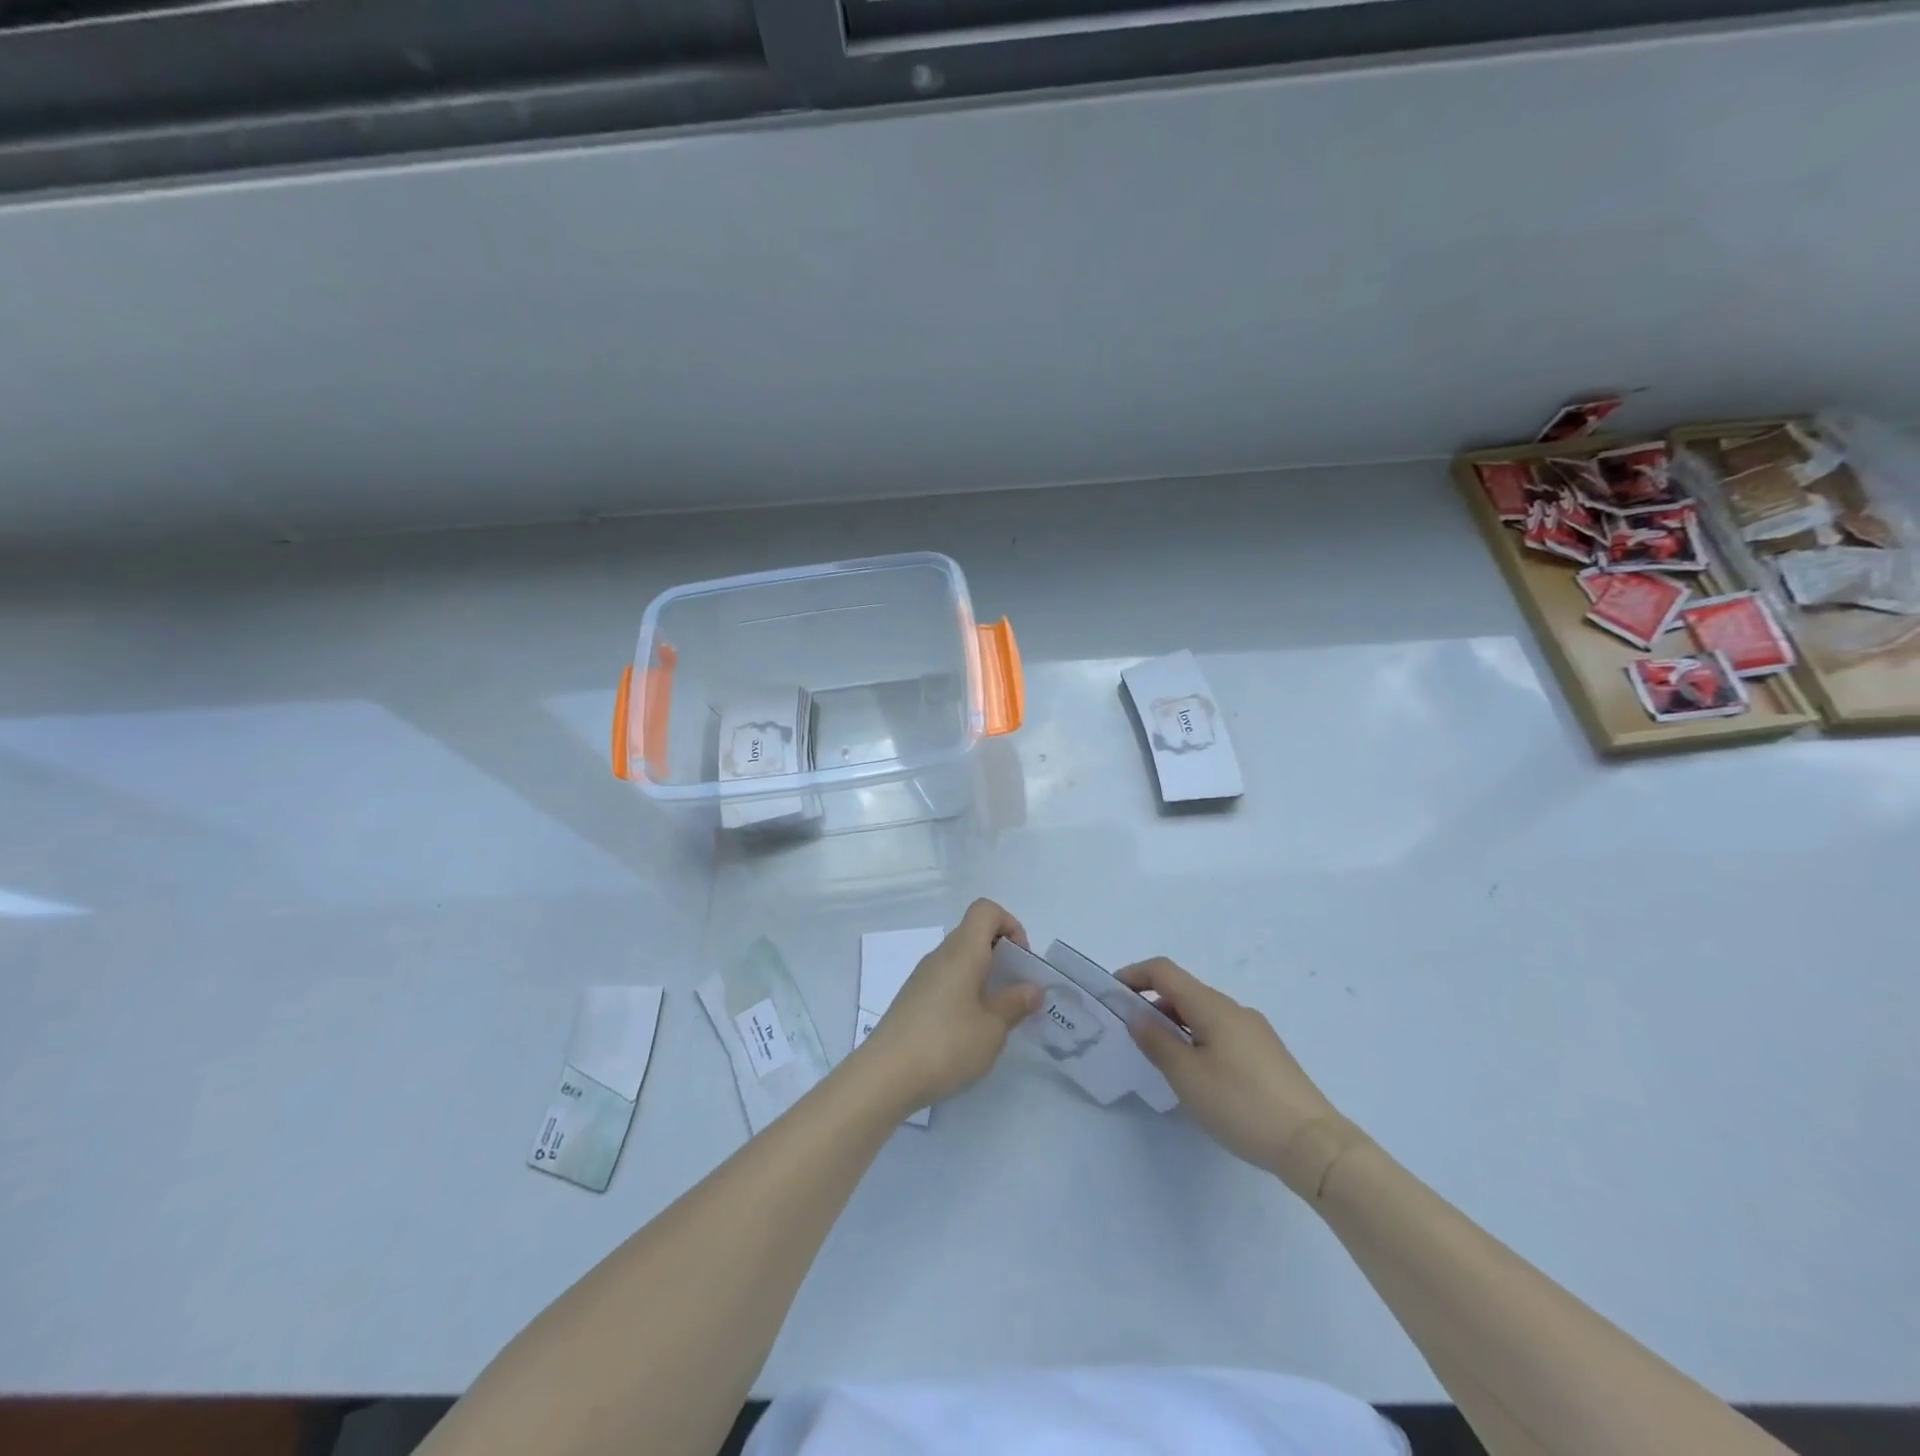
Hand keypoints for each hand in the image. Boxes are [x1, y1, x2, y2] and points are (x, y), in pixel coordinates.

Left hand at [857, 899, 1043, 1111]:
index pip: (985, 910)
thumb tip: (1032, 988)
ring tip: (996, 1017)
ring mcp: (922, 977)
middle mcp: (940, 956)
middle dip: (1002, 956)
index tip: (1021, 962)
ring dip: (984, 977)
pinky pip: (946, 980)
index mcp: (962, 951)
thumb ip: (1015, 1004)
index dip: (1010, 925)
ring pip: (960, 960)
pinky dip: (965, 993)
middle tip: (1016, 993)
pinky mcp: (912, 999)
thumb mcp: (992, 1028)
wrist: (884, 1076)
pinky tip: (969, 1030)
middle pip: (974, 934)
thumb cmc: (945, 1044)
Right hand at [1120, 957, 1356, 1196]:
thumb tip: (1137, 1016)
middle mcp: (1234, 1009)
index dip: (1134, 974)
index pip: (1164, 971)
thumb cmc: (1241, 1105)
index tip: (1111, 994)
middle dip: (1151, 1003)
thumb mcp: (1187, 1076)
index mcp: (1212, 1006)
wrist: (1313, 1144)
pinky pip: (1221, 1032)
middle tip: (1129, 1032)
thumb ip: (1156, 1042)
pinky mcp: (1267, 1054)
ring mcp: (1254, 1031)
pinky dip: (1196, 1038)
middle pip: (1184, 991)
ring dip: (1174, 1023)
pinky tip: (1196, 1074)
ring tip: (1159, 1057)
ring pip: (1203, 1013)